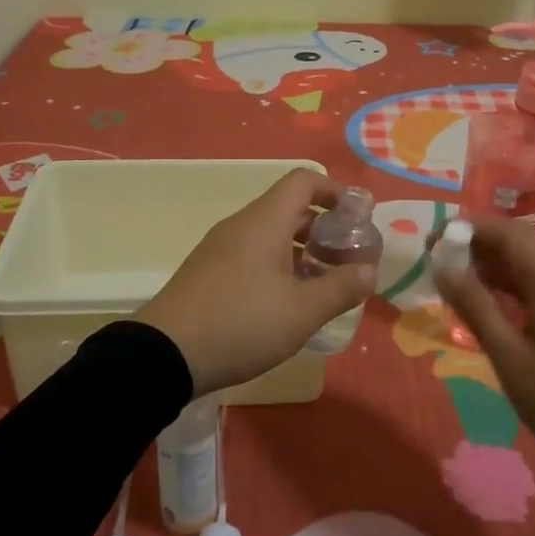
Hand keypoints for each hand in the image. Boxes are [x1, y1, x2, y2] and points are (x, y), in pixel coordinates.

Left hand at [136, 169, 375, 396]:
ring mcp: (220, 248)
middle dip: (324, 228)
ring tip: (323, 285)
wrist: (164, 354)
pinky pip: (252, 254)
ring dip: (302, 251)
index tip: (357, 218)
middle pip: (289, 208)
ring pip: (271, 234)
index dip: (335, 191)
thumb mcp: (302, 312)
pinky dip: (278, 265)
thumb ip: (340, 288)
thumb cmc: (241, 323)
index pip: (304, 181)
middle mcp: (242, 225)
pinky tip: (287, 303)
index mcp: (265, 221)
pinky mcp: (208, 272)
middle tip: (347, 259)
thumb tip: (369, 270)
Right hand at [434, 217, 534, 482]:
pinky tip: (492, 307)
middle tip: (439, 263)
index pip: (508, 232)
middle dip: (478, 246)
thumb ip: (476, 308)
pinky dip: (514, 288)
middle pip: (521, 245)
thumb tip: (443, 269)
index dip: (468, 228)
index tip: (433, 242)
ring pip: (532, 267)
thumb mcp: (510, 359)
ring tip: (457, 284)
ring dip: (494, 268)